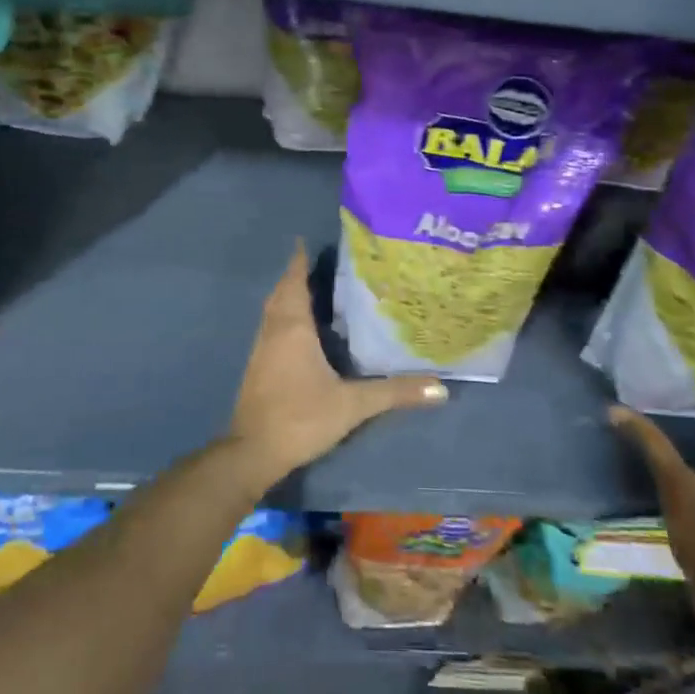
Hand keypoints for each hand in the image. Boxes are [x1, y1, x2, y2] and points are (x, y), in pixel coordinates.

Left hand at [227, 243, 447, 479]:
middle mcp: (273, 331)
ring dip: (287, 296)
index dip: (299, 262)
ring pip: (273, 311)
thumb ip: (395, 392)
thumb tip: (441, 388)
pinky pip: (270, 328)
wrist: (253, 451)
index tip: (305, 242)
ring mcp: (261, 350)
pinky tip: (299, 330)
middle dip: (295, 276)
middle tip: (316, 263)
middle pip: (281, 293)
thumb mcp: (353, 404)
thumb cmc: (301, 417)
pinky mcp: (257, 368)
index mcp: (293, 328)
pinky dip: (283, 317)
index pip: (295, 283)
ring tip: (311, 289)